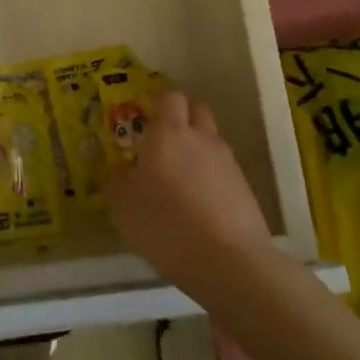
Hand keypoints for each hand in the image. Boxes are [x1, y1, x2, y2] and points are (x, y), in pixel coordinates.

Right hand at [102, 90, 272, 292]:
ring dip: (198, 150)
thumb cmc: (165, 224)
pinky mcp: (245, 189)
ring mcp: (228, 162)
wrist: (228, 262)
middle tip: (164, 144)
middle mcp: (201, 138)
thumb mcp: (122, 206)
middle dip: (183, 119)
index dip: (159, 104)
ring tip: (181, 180)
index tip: (146, 121)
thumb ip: (114, 181)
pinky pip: (225, 171)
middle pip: (197, 110)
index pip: (170, 97)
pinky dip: (212, 179)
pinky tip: (200, 206)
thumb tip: (114, 170)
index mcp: (168, 133)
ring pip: (212, 141)